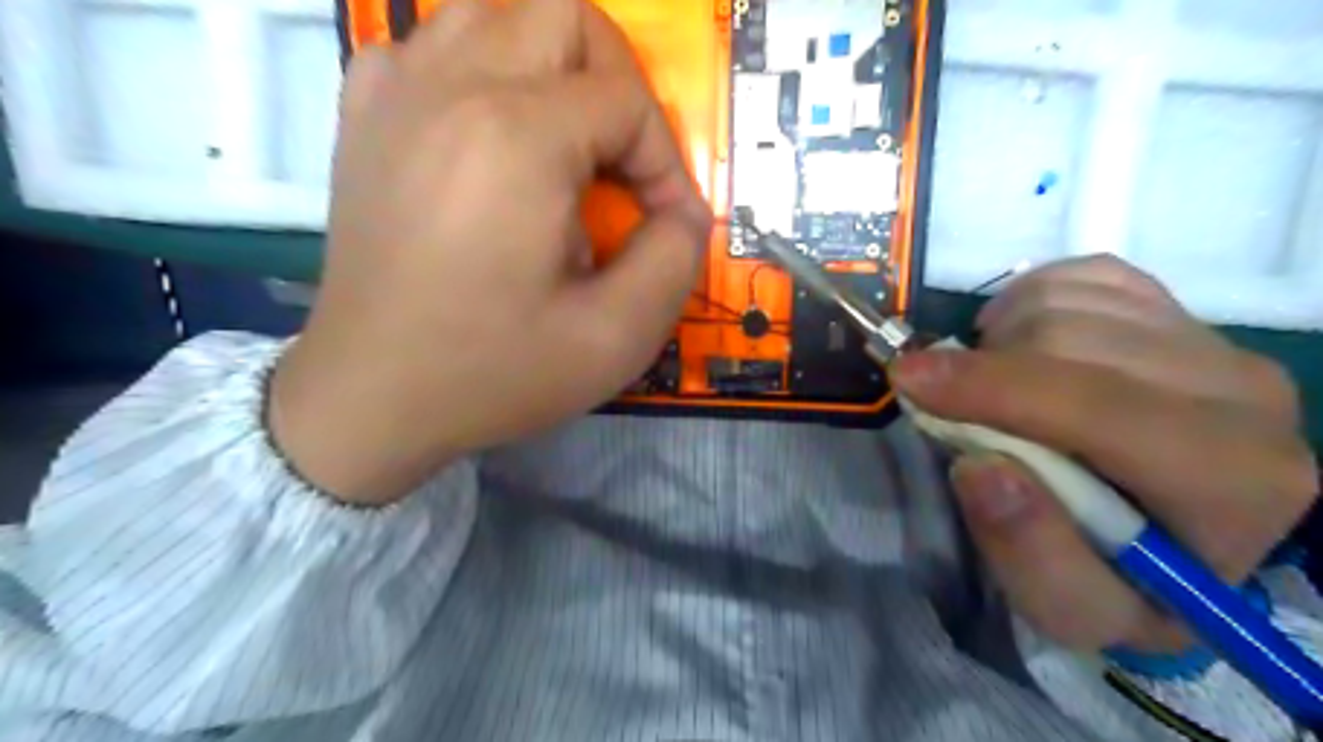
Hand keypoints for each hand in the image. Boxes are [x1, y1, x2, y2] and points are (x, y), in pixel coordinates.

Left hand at [265, 0, 712, 503]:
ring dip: (554, 68)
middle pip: (564, 15)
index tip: (664, 223)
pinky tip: (491, 137)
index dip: (664, 160)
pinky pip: (436, 45)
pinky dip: (484, 73)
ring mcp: (394, 90)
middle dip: (617, 84)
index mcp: (514, 137)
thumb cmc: (492, 373)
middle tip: (623, 163)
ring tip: (567, 145)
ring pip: (498, 13)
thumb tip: (684, 212)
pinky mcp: (364, 112)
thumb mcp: (615, 338)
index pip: (625, 100)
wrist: (370, 398)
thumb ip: (675, 260)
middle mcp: (449, 86)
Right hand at [892, 259, 1316, 651]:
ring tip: (989, 387)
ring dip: (999, 340)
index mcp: (1234, 481)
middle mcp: (1245, 393)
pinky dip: (1026, 301)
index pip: (1100, 408)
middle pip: (1073, 339)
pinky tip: (1020, 346)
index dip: (992, 389)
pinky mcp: (1182, 310)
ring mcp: (1214, 340)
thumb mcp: (1074, 611)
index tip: (906, 379)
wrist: (1177, 536)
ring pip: (1069, 300)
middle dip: (983, 368)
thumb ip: (1032, 556)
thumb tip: (980, 468)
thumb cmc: (1124, 581)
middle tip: (946, 406)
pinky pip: (1083, 275)